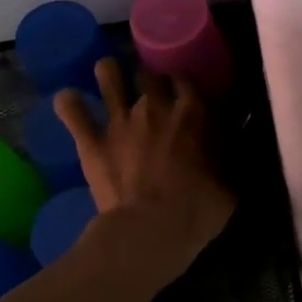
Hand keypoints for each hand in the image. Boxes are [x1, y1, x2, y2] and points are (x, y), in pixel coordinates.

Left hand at [55, 57, 234, 281]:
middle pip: (148, 71)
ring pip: (109, 75)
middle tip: (148, 87)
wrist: (152, 230)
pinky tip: (69, 101)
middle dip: (147, 75)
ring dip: (109, 73)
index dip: (183, 83)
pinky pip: (72, 110)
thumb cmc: (198, 210)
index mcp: (193, 112)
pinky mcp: (91, 140)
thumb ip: (226, 158)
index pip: (187, 79)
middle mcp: (156, 105)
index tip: (183, 92)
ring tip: (109, 75)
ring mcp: (120, 119)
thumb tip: (232, 149)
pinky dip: (69, 104)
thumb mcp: (229, 185)